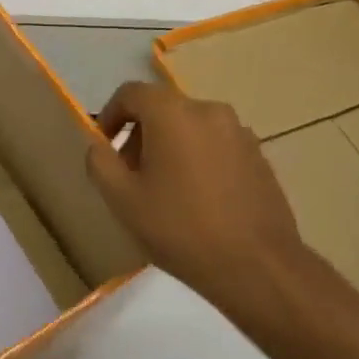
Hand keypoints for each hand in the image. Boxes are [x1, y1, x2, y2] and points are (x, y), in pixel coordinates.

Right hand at [85, 81, 306, 318]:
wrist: (255, 265)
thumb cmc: (179, 228)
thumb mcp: (121, 199)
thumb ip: (100, 162)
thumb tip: (99, 146)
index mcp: (173, 114)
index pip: (132, 93)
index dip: (111, 115)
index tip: (104, 146)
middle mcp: (210, 112)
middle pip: (163, 109)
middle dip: (140, 135)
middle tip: (130, 175)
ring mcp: (240, 133)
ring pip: (191, 128)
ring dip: (170, 148)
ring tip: (164, 191)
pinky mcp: (259, 157)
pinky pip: (216, 146)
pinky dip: (198, 160)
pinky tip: (196, 200)